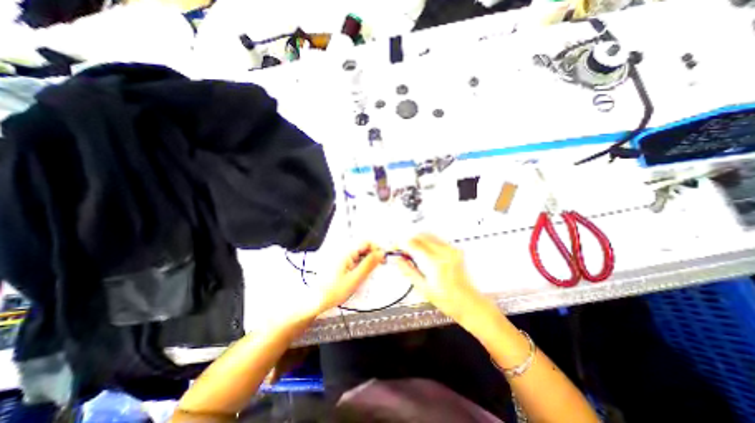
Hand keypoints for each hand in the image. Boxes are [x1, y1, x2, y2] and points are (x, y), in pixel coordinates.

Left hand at [312, 242, 383, 315]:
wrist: (317, 301)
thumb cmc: (334, 291)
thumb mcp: (355, 278)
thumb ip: (369, 264)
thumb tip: (381, 253)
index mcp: (346, 252)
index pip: (366, 242)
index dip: (376, 248)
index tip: (383, 259)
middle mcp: (344, 251)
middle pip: (364, 247)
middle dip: (374, 254)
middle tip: (380, 266)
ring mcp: (343, 257)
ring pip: (361, 254)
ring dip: (369, 260)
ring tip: (372, 271)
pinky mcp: (342, 263)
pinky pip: (356, 259)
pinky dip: (363, 264)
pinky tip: (363, 273)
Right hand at [398, 235, 486, 323]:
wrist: (470, 304)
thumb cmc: (448, 301)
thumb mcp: (423, 288)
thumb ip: (408, 270)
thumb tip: (397, 259)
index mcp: (436, 263)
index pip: (413, 244)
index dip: (401, 244)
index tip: (394, 247)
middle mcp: (445, 253)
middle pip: (421, 236)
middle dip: (408, 240)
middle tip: (401, 250)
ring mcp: (452, 250)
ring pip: (429, 235)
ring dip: (417, 240)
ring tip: (411, 251)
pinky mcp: (455, 250)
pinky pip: (437, 239)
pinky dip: (426, 242)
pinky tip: (423, 252)